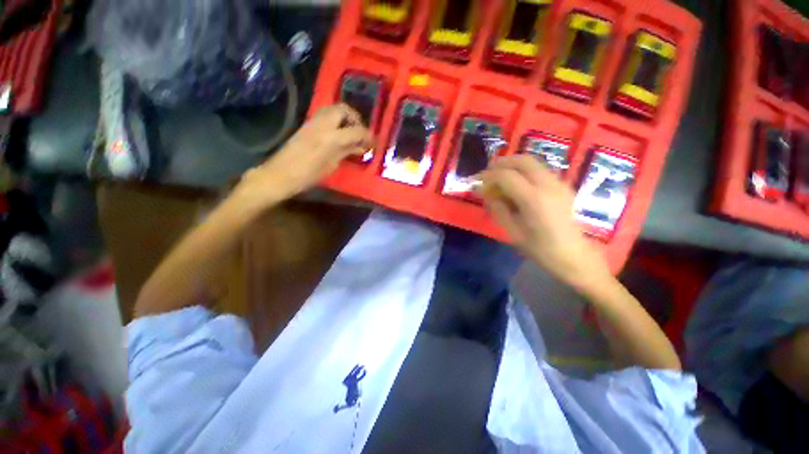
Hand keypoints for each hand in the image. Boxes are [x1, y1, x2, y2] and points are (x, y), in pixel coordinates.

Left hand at [235, 104, 372, 206]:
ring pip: (333, 109)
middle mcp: (323, 124)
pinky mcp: (307, 124)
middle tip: (361, 132)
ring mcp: (313, 122)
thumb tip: (360, 147)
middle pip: (344, 109)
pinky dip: (336, 120)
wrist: (280, 174)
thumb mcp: (332, 165)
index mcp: (332, 138)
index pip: (356, 130)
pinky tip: (338, 134)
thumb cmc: (308, 175)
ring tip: (350, 132)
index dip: (368, 135)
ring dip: (345, 117)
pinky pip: (325, 115)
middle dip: (356, 118)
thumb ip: (347, 152)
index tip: (374, 142)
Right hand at [478, 155, 611, 291]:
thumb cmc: (540, 249)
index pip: (506, 176)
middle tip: (487, 172)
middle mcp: (548, 185)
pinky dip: (524, 171)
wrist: (574, 256)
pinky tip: (516, 184)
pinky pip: (540, 170)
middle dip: (501, 163)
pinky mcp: (562, 186)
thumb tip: (484, 193)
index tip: (477, 181)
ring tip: (499, 177)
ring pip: (532, 162)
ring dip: (513, 165)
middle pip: (522, 161)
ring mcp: (559, 183)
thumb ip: (497, 208)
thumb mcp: (512, 231)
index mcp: (534, 199)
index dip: (489, 176)